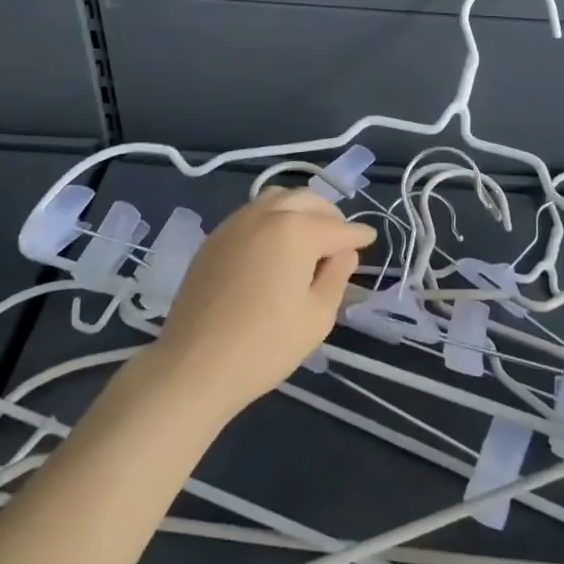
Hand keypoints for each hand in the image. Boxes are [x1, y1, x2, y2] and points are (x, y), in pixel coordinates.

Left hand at [149, 188, 375, 418]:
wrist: (194, 365)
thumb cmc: (265, 345)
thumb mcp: (317, 316)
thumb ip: (337, 276)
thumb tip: (344, 252)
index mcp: (297, 229)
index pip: (338, 227)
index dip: (358, 235)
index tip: (369, 239)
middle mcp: (268, 213)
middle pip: (309, 200)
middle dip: (330, 215)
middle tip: (341, 239)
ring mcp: (237, 221)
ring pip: (278, 198)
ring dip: (300, 209)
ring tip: (309, 234)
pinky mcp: (216, 236)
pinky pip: (253, 212)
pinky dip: (274, 216)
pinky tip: (276, 242)